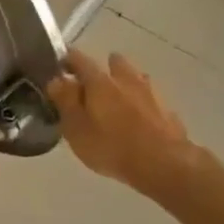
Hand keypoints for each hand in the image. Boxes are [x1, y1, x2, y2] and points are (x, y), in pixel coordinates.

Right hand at [48, 50, 216, 193]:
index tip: (59, 65)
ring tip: (114, 99)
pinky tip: (136, 116)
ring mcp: (151, 92)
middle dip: (102, 67)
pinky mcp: (167, 109)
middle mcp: (126, 79)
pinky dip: (139, 100)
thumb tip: (56, 80)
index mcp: (100, 82)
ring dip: (123, 81)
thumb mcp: (76, 128)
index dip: (67, 59)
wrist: (164, 164)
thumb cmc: (111, 146)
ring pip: (134, 77)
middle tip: (91, 84)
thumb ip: (65, 101)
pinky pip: (149, 96)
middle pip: (114, 62)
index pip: (80, 59)